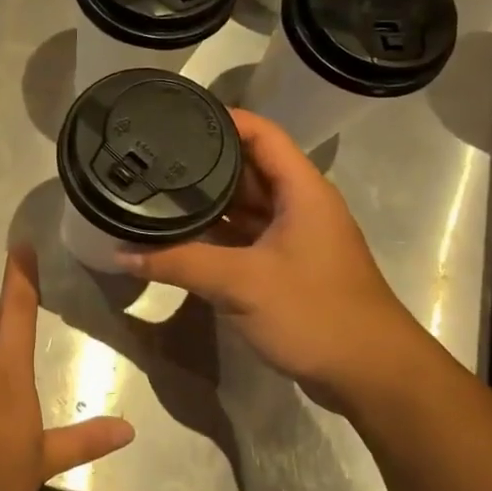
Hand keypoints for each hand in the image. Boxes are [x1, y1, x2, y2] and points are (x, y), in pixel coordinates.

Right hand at [119, 110, 443, 410]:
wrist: (370, 375)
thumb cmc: (315, 313)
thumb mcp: (241, 283)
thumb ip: (180, 264)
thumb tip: (121, 253)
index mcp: (302, 190)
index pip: (261, 133)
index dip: (222, 118)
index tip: (176, 115)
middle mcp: (299, 205)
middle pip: (248, 168)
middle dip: (204, 162)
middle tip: (153, 155)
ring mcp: (293, 238)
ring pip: (244, 206)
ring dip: (207, 201)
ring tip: (157, 190)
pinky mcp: (286, 267)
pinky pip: (244, 237)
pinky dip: (215, 235)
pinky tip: (179, 236)